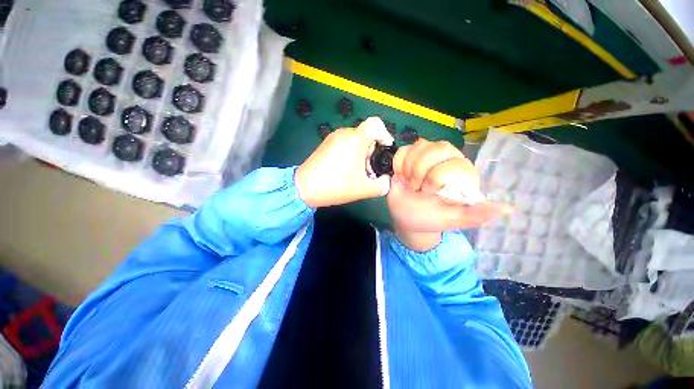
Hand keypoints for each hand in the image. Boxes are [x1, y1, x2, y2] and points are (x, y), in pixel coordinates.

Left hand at [295, 117, 393, 207]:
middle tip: (370, 170)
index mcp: (356, 139)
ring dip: (362, 154)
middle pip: (366, 135)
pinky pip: (345, 143)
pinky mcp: (326, 144)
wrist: (305, 188)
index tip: (385, 150)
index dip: (385, 135)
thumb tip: (387, 180)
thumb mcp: (365, 189)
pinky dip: (351, 153)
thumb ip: (383, 184)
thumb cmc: (336, 186)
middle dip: (372, 151)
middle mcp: (344, 133)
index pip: (376, 124)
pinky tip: (346, 170)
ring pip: (356, 140)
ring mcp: (333, 138)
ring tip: (358, 172)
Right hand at [387, 139, 511, 249]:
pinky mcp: (408, 156)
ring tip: (408, 184)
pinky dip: (398, 164)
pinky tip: (400, 176)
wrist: (404, 218)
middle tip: (416, 189)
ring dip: (408, 169)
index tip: (428, 194)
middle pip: (437, 149)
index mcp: (460, 174)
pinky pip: (403, 150)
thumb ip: (475, 214)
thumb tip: (508, 209)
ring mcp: (425, 155)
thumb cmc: (429, 218)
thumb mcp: (452, 219)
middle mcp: (446, 160)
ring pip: (419, 147)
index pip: (452, 163)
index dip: (435, 179)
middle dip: (420, 172)